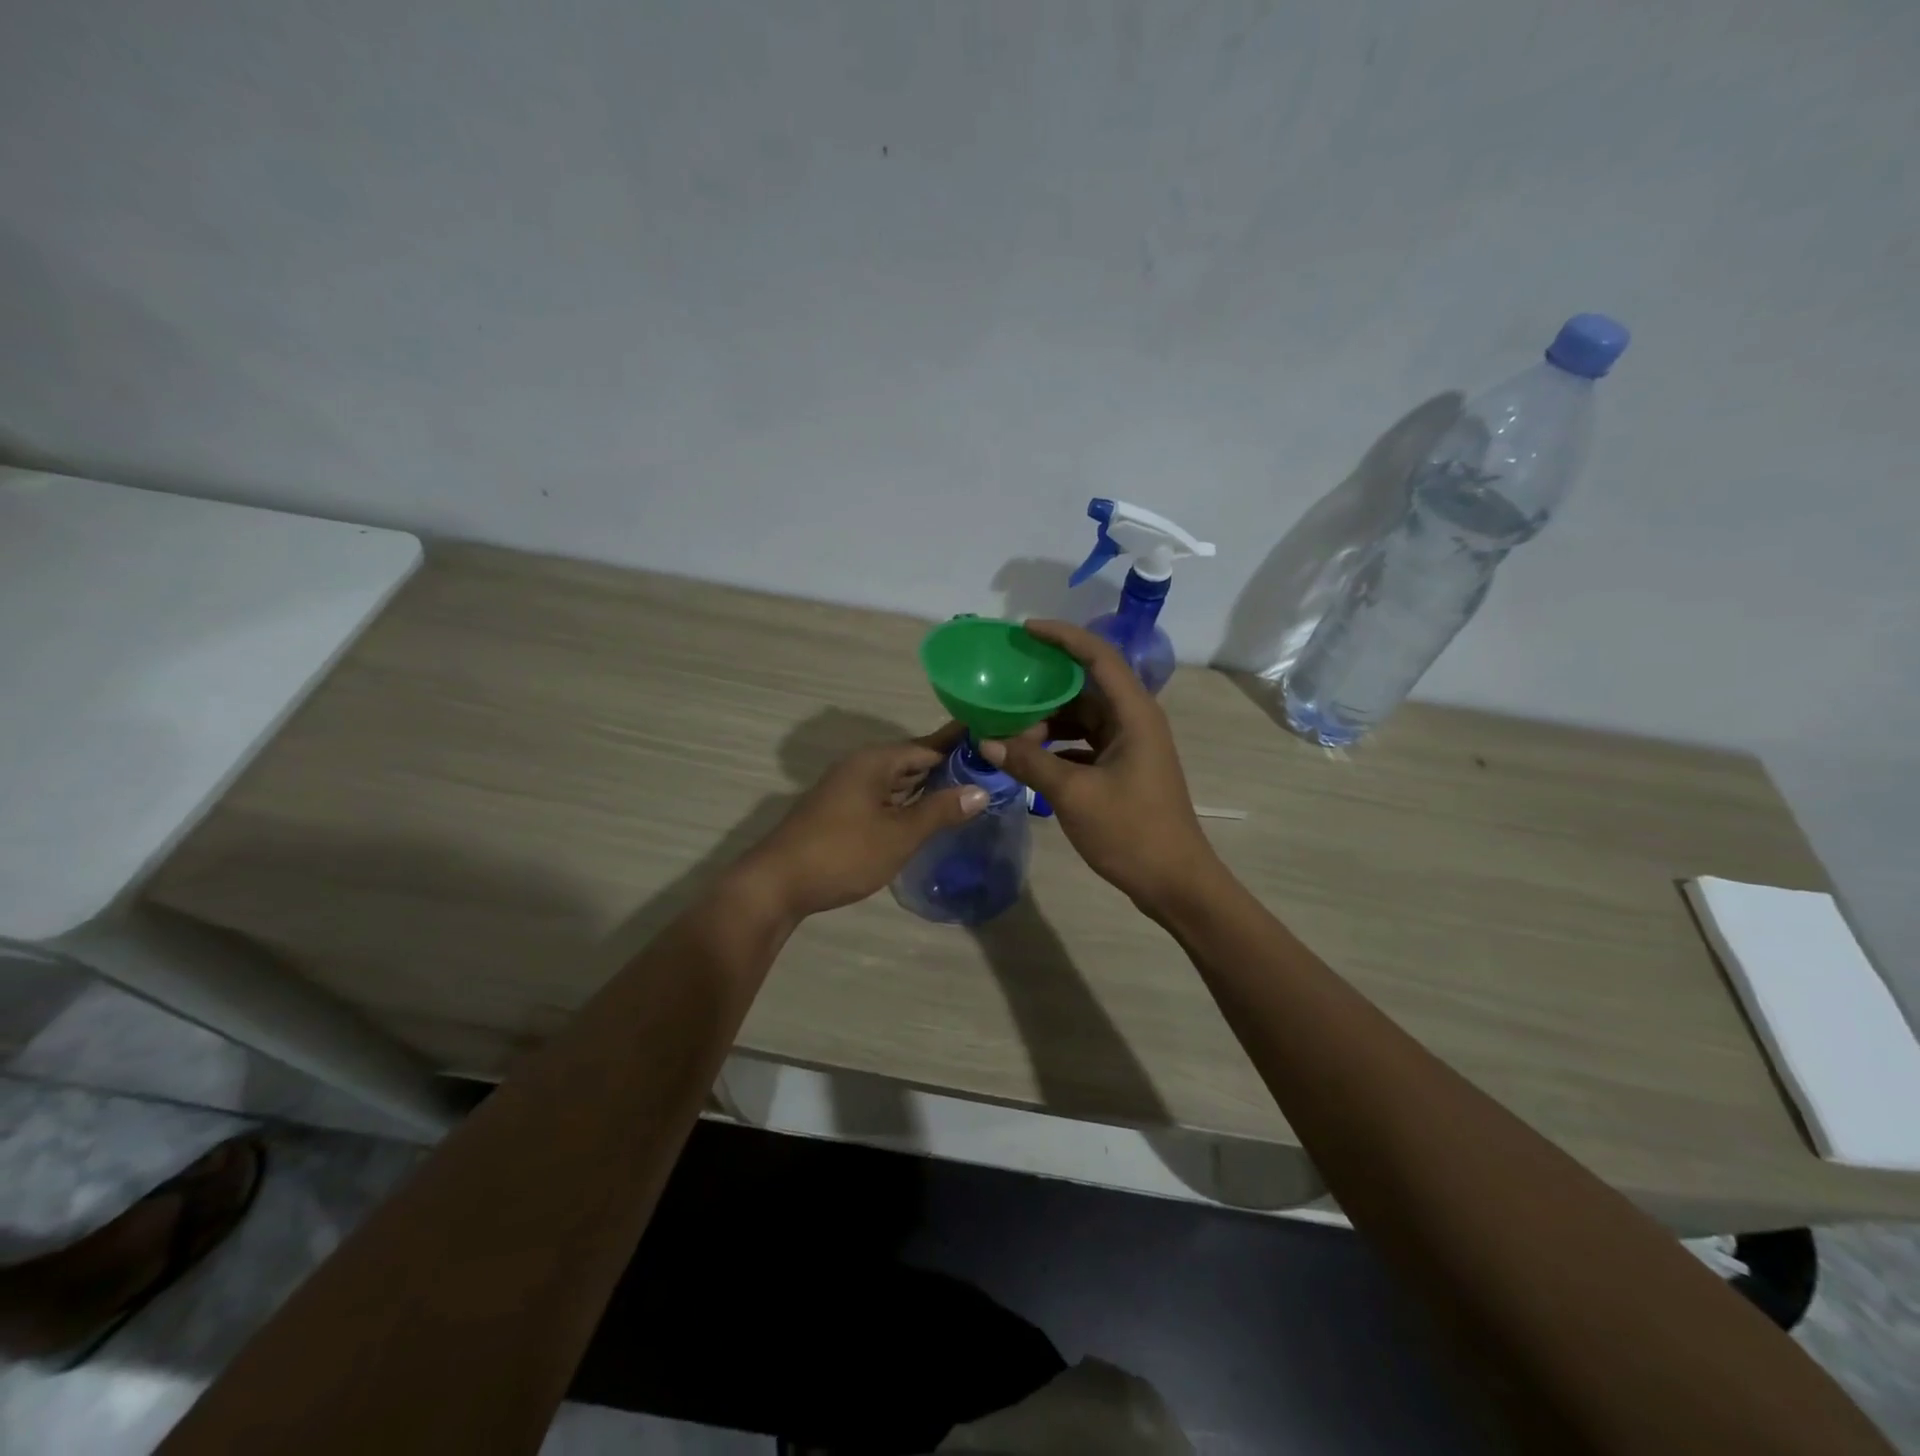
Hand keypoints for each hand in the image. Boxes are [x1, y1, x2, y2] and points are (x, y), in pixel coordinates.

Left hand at [738, 722, 987, 919]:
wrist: (777, 884)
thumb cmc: (843, 853)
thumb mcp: (899, 834)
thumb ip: (940, 811)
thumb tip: (980, 790)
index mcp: (875, 761)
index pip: (928, 745)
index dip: (960, 745)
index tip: (993, 742)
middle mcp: (861, 767)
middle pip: (912, 760)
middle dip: (947, 766)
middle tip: (988, 771)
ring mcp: (848, 789)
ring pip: (897, 781)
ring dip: (928, 786)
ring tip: (967, 790)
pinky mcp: (841, 811)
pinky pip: (884, 797)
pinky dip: (908, 802)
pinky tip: (927, 815)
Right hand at [979, 620, 1218, 910]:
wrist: (1175, 882)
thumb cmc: (1131, 832)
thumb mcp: (1074, 794)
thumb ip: (1030, 763)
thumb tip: (987, 742)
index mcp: (1134, 714)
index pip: (1098, 656)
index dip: (1063, 636)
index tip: (1025, 630)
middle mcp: (1135, 721)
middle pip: (1087, 687)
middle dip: (1045, 687)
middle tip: (1004, 686)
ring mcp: (1131, 746)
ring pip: (1083, 718)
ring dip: (1048, 721)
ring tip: (1008, 730)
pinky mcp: (1123, 769)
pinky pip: (1084, 743)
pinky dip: (1057, 746)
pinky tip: (1028, 758)